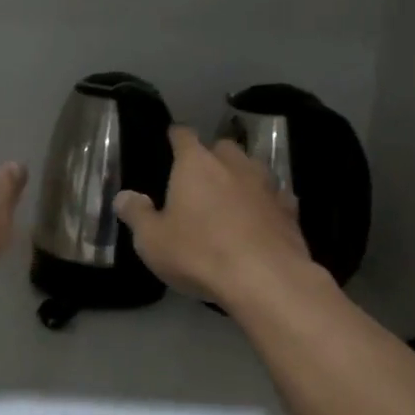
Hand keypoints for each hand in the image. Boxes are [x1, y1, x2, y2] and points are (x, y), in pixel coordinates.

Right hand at [113, 126, 311, 305]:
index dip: (176, 136)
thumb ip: (136, 214)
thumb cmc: (198, 253)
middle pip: (222, 147)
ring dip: (242, 177)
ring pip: (253, 168)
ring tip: (231, 196)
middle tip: (200, 177)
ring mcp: (267, 185)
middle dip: (212, 156)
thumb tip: (124, 196)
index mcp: (196, 164)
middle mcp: (233, 164)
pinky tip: (261, 217)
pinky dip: (266, 202)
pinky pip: (276, 197)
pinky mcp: (290, 210)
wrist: (265, 279)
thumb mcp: (152, 240)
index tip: (171, 139)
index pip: (183, 135)